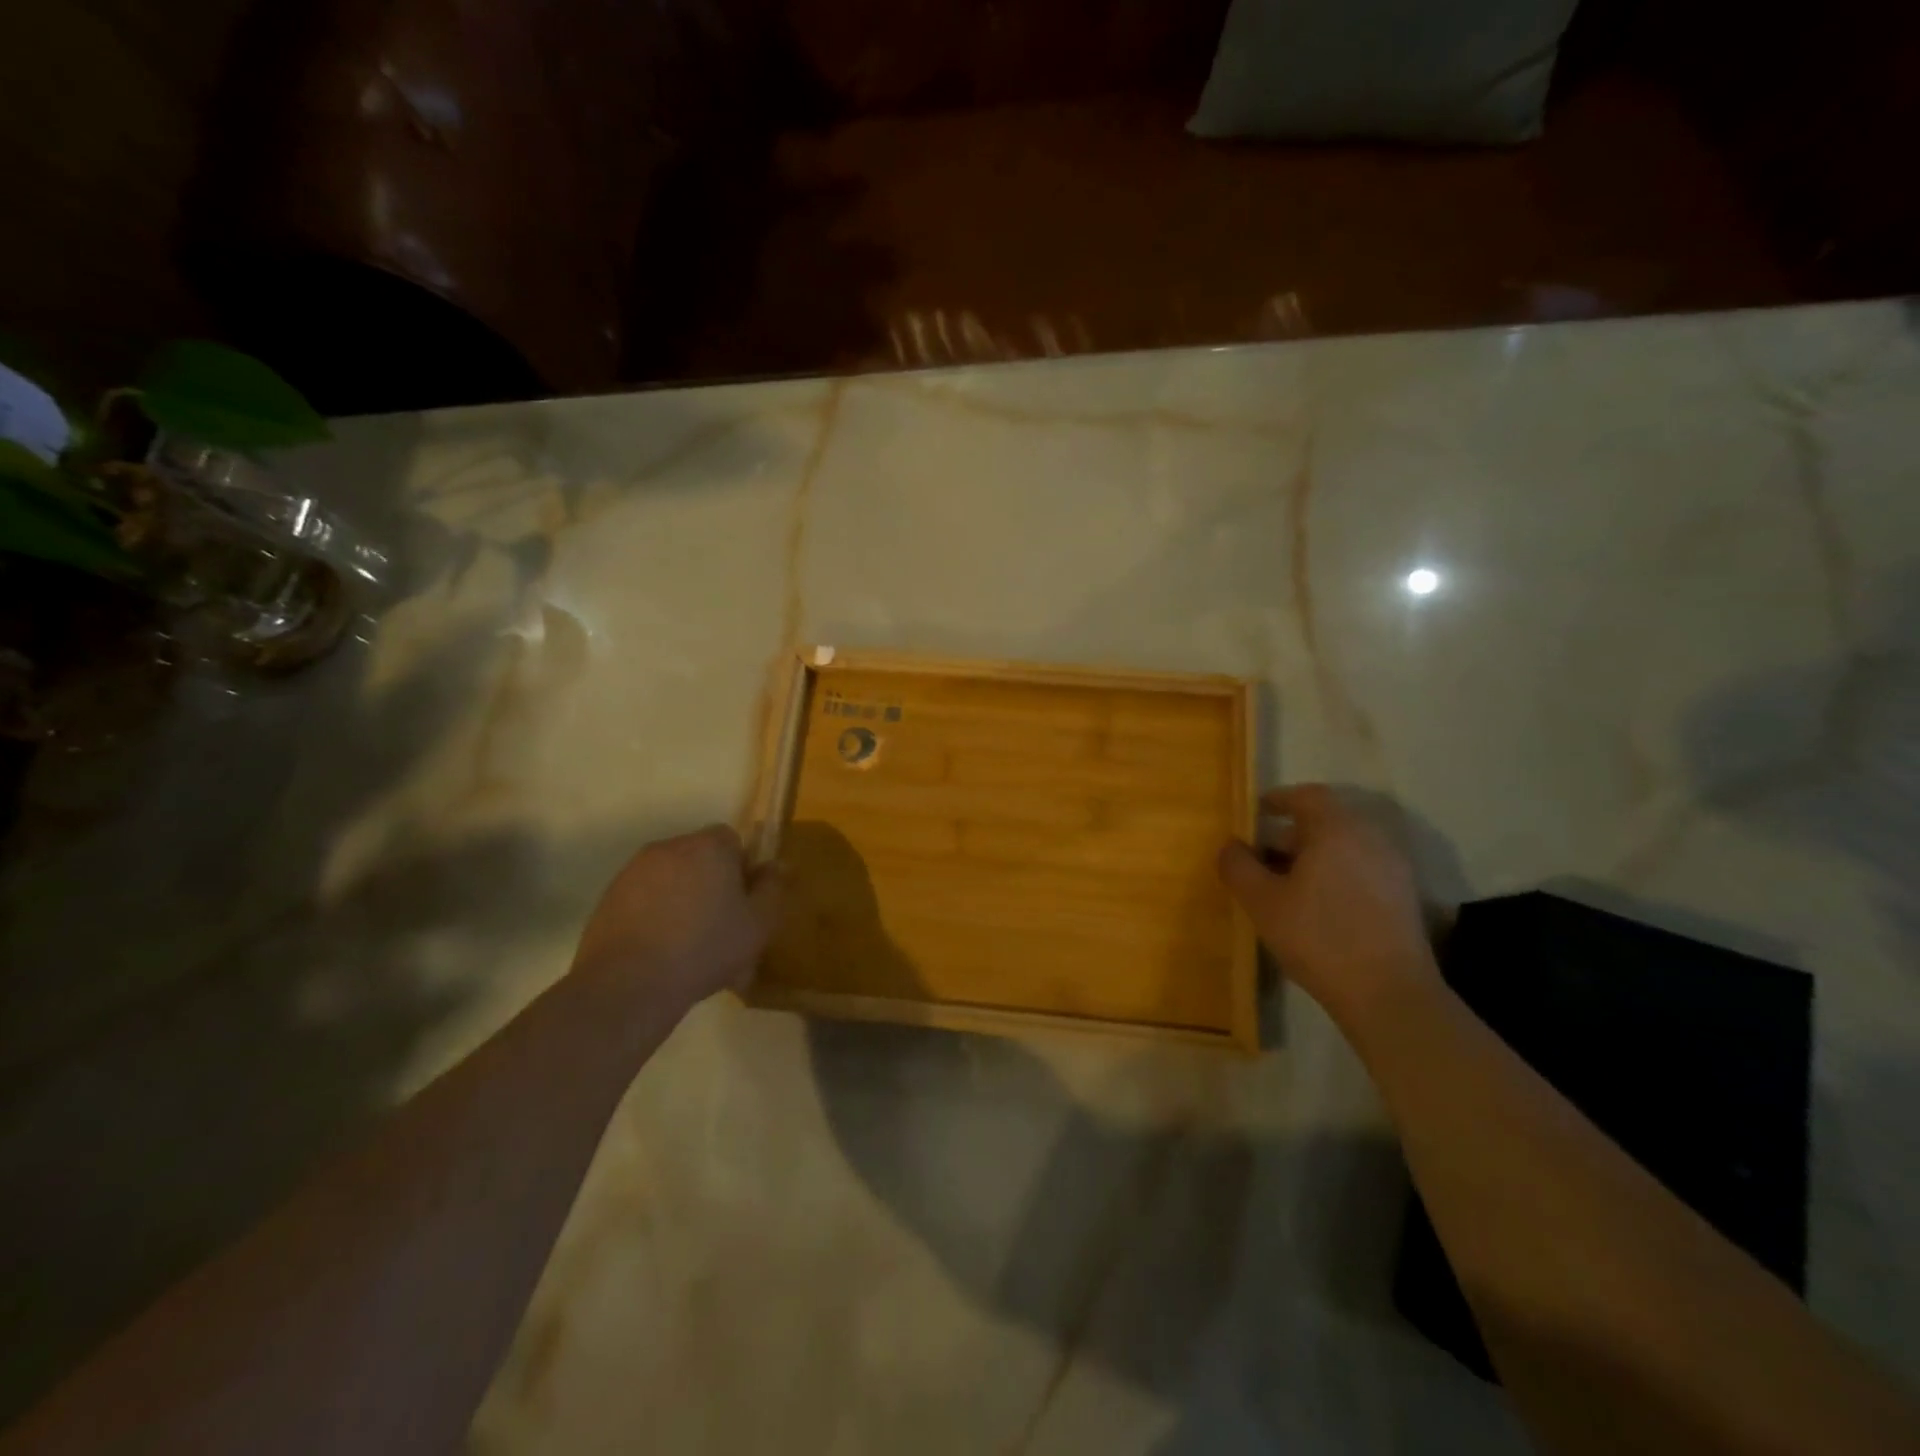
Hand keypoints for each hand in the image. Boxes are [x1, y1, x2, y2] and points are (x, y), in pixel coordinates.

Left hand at [571, 825, 780, 1017]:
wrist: (628, 985)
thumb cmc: (705, 948)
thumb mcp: (758, 924)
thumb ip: (772, 888)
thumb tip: (776, 865)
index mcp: (707, 847)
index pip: (731, 839)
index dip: (741, 868)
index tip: (743, 902)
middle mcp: (669, 848)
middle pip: (700, 858)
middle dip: (712, 884)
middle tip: (721, 927)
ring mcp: (633, 872)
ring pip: (671, 880)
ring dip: (683, 901)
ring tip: (690, 947)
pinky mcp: (608, 899)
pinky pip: (645, 899)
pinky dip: (655, 916)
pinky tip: (661, 954)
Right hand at [1217, 785, 1438, 1028]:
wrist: (1389, 994)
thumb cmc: (1319, 938)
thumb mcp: (1262, 902)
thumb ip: (1238, 866)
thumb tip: (1231, 845)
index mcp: (1336, 829)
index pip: (1307, 796)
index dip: (1278, 799)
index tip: (1255, 813)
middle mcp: (1370, 838)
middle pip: (1326, 821)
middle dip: (1290, 834)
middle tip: (1261, 857)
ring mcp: (1393, 867)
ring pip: (1344, 847)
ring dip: (1312, 856)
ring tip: (1284, 886)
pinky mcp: (1403, 896)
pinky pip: (1361, 868)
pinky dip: (1335, 873)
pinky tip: (1316, 907)